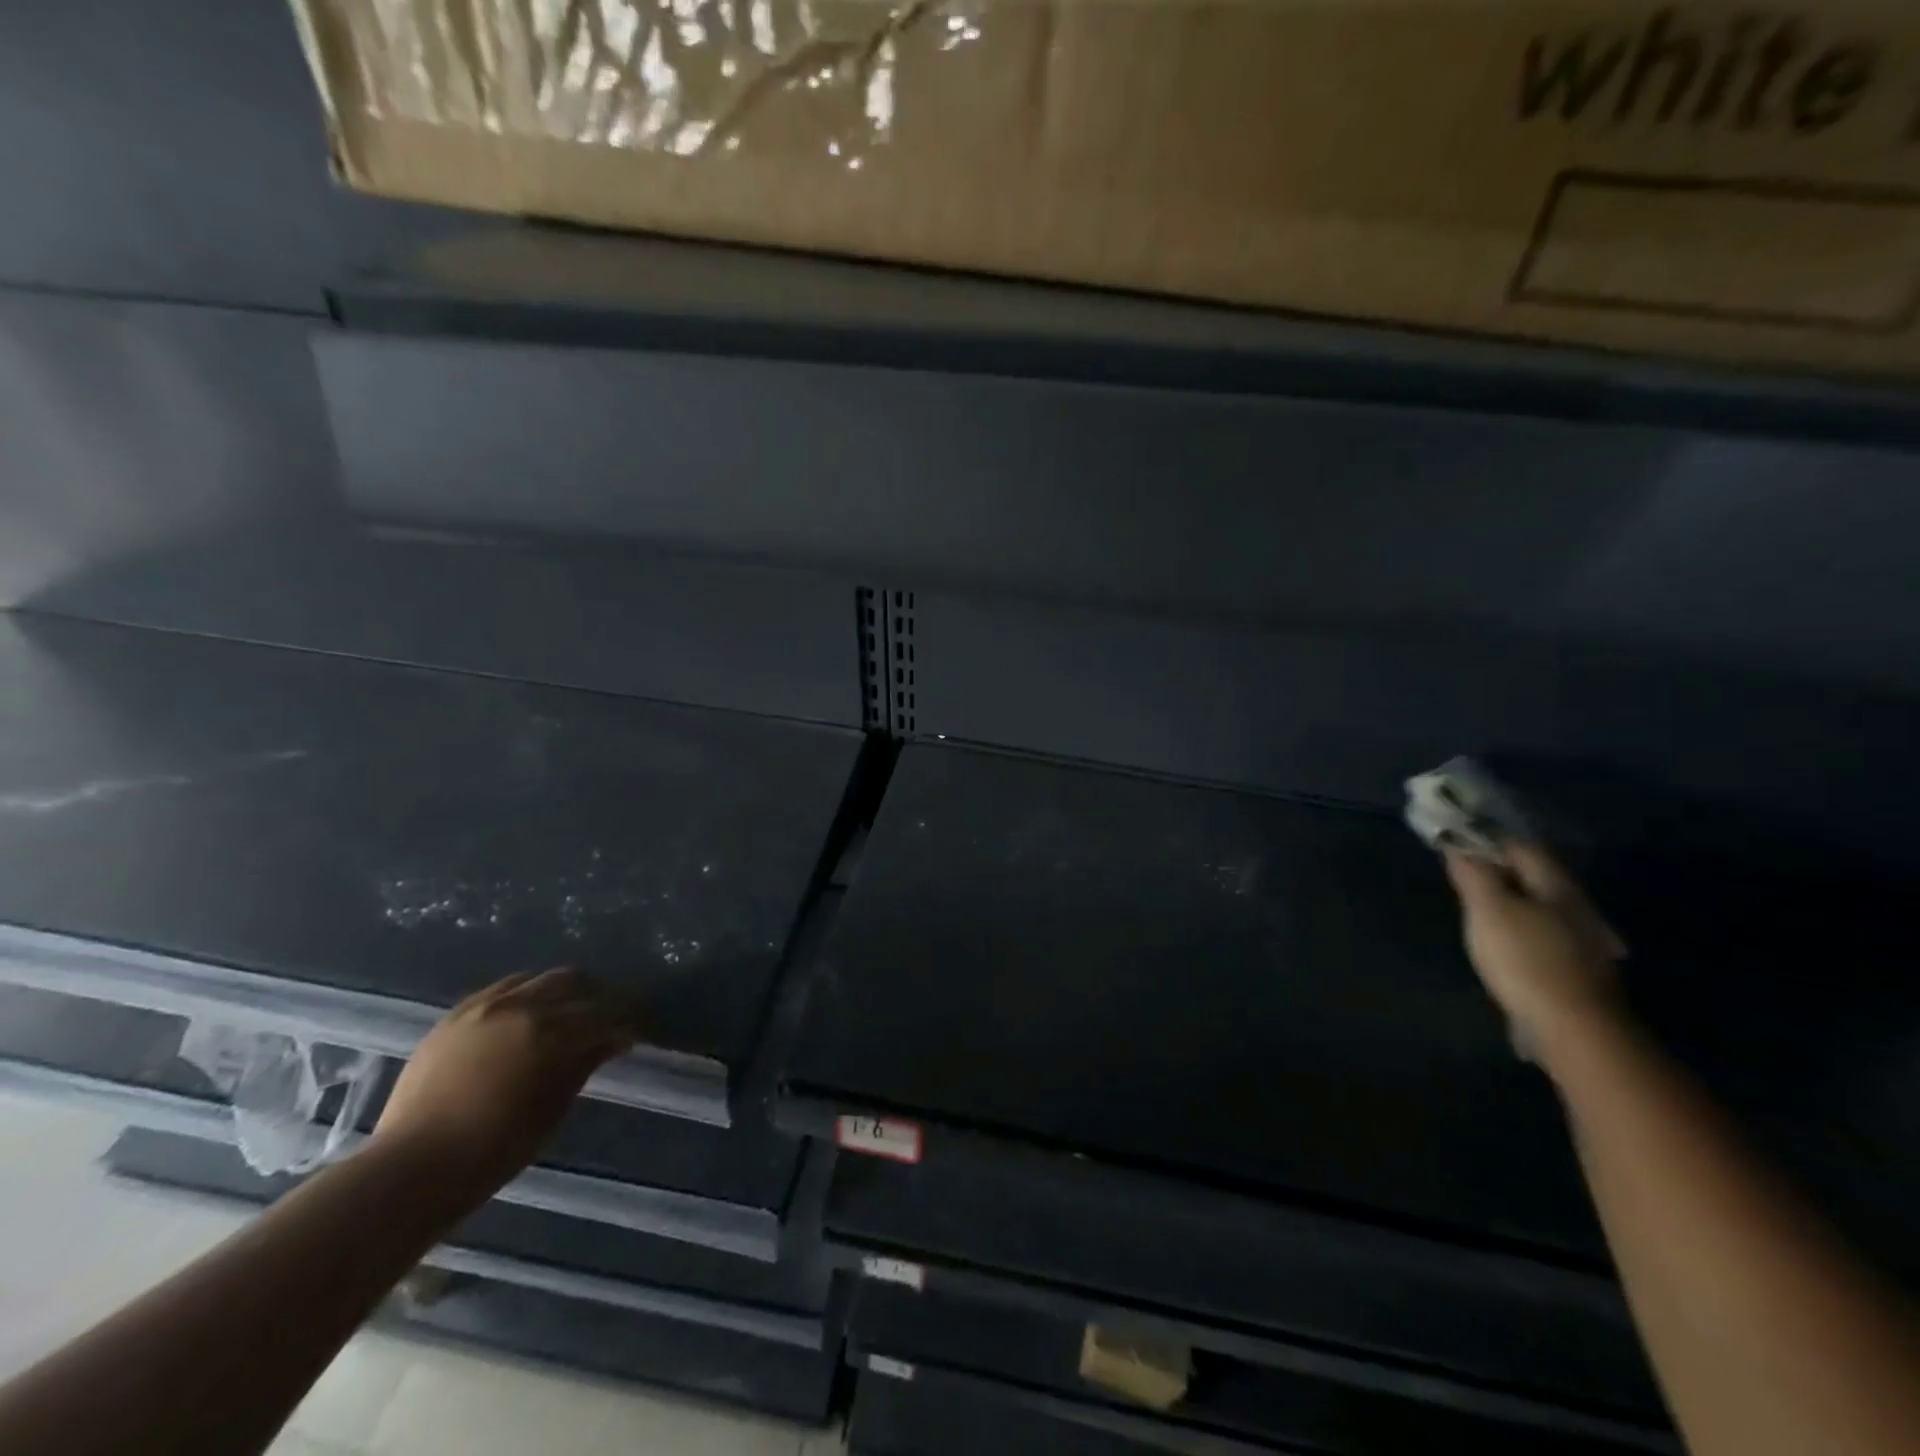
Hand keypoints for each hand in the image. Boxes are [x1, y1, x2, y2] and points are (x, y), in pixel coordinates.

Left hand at [371, 968, 637, 1191]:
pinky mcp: (458, 1013)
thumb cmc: (494, 1149)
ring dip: (561, 990)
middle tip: (606, 1016)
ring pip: (539, 979)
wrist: (414, 1167)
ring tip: (567, 1010)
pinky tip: (527, 1012)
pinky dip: (525, 994)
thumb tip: (612, 1040)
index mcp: (551, 1034)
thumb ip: (583, 1065)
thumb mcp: (552, 1109)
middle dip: (596, 996)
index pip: (604, 1014)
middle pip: (574, 982)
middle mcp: (522, 1008)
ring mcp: (486, 1006)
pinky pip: (503, 987)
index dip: (624, 1021)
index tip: (633, 1031)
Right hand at [1444, 843, 1625, 1062]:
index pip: (1520, 846)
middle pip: (1531, 877)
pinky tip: (1500, 943)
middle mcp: (1573, 906)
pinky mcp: (1573, 969)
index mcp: (1555, 886)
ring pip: (1536, 907)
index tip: (1455, 840)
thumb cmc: (1525, 959)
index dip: (1487, 839)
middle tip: (1460, 875)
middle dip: (1497, 871)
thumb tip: (1459, 845)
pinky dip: (1517, 929)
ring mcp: (1579, 940)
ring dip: (1508, 902)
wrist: (1573, 1030)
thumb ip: (1474, 874)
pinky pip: (1539, 935)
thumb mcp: (1489, 909)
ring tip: (1476, 910)